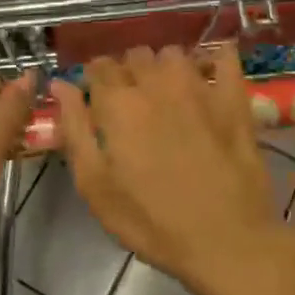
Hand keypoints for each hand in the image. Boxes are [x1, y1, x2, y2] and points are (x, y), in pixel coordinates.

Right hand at [51, 44, 293, 294]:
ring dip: (164, 66)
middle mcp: (157, 82)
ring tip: (166, 92)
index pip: (99, 66)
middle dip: (128, 71)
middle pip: (135, 55)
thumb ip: (75, 129)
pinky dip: (214, 58)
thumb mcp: (96, 186)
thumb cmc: (152, 221)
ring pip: (173, 53)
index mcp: (119, 103)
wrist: (226, 241)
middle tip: (131, 102)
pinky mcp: (234, 97)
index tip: (97, 98)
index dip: (95, 79)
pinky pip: (224, 56)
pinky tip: (210, 74)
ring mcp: (199, 86)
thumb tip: (60, 84)